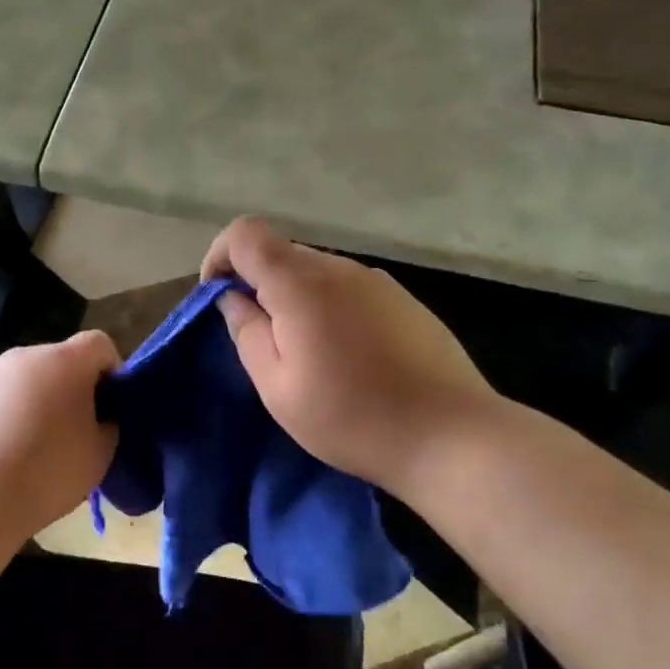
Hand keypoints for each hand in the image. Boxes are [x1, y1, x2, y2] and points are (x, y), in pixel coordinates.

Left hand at [0, 330, 119, 532]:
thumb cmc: (46, 473)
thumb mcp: (100, 455)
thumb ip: (107, 424)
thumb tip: (98, 418)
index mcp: (64, 362)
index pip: (98, 343)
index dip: (109, 370)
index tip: (108, 405)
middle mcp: (23, 356)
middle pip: (56, 361)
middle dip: (67, 388)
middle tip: (69, 432)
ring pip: (20, 381)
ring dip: (30, 402)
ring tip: (27, 448)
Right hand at [202, 218, 504, 495]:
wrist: (450, 435)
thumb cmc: (351, 417)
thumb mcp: (278, 387)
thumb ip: (247, 332)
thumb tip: (233, 299)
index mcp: (301, 283)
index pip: (246, 233)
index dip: (221, 256)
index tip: (218, 297)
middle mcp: (339, 268)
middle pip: (281, 251)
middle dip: (257, 283)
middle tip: (261, 338)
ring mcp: (377, 280)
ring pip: (315, 271)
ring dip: (295, 297)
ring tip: (305, 353)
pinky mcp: (402, 299)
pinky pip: (348, 288)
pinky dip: (328, 306)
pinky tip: (346, 354)